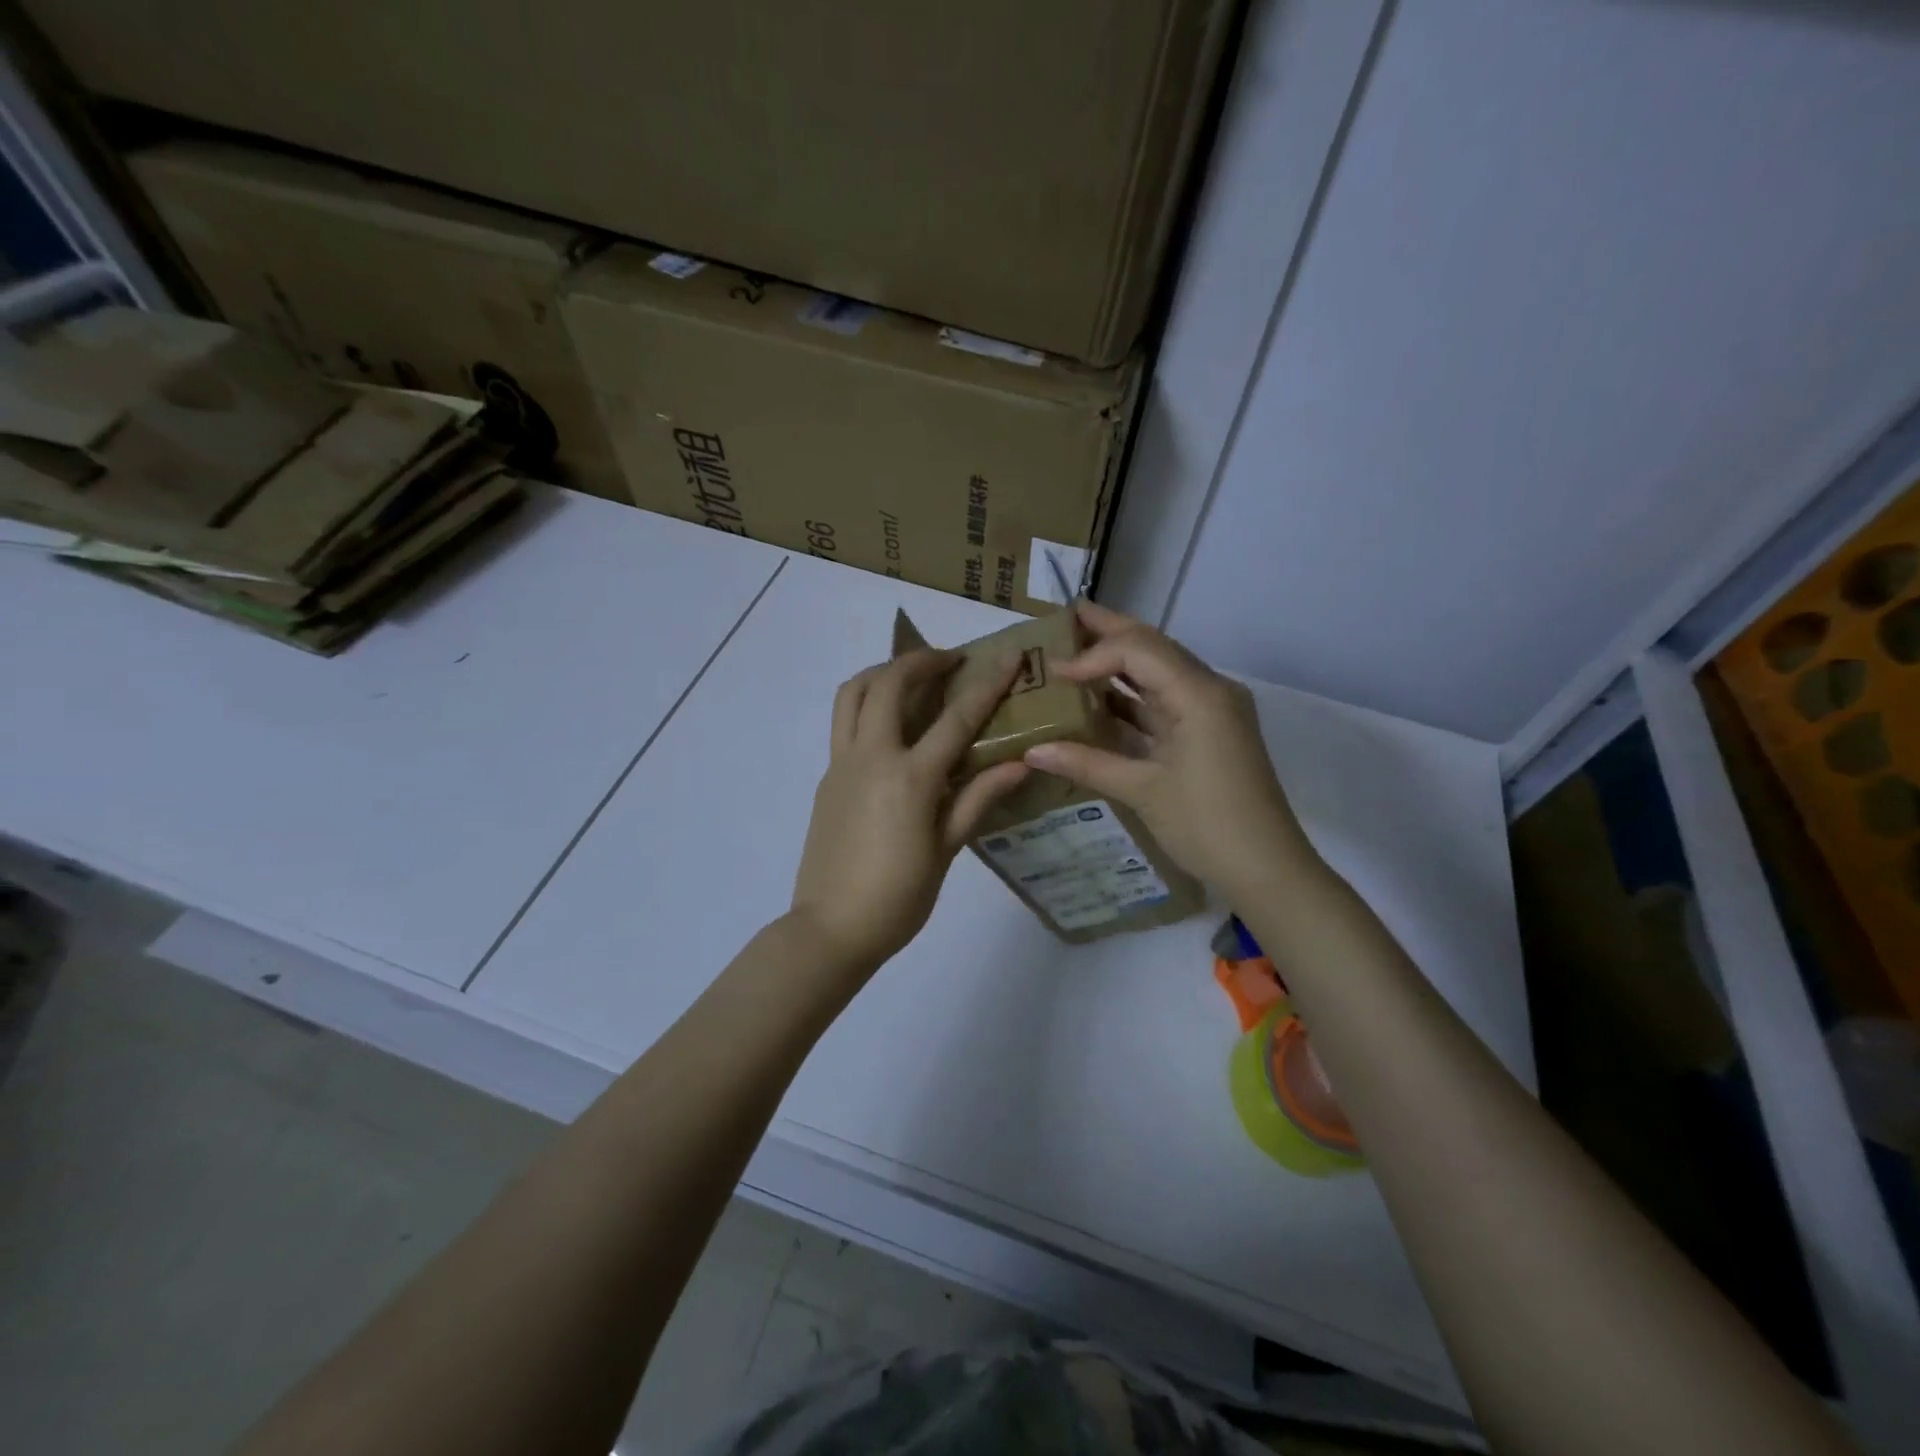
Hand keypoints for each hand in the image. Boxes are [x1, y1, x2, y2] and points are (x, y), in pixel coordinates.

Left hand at [791, 648, 1031, 973]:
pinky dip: (867, 704)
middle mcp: (871, 757)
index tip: (1010, 656)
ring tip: (911, 678)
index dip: (988, 683)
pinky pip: (844, 723)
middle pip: (888, 682)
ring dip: (882, 672)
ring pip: (852, 693)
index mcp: (910, 777)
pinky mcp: (826, 777)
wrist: (831, 929)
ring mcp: (841, 764)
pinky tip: (892, 728)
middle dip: (921, 660)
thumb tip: (1019, 762)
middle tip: (950, 661)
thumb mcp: (946, 850)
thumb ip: (978, 798)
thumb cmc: (898, 898)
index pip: (956, 717)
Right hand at [1022, 600, 1315, 897]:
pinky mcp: (1208, 732)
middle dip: (1109, 632)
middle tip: (1065, 617)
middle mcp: (1209, 690)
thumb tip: (1031, 751)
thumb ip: (1085, 763)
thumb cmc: (1206, 825)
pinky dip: (1131, 697)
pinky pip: (1164, 702)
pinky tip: (1098, 699)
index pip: (1138, 649)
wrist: (1267, 869)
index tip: (1053, 672)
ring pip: (1158, 673)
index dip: (1092, 655)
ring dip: (1119, 663)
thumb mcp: (1142, 791)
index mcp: (1199, 694)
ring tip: (1074, 651)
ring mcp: (1211, 711)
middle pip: (1152, 648)